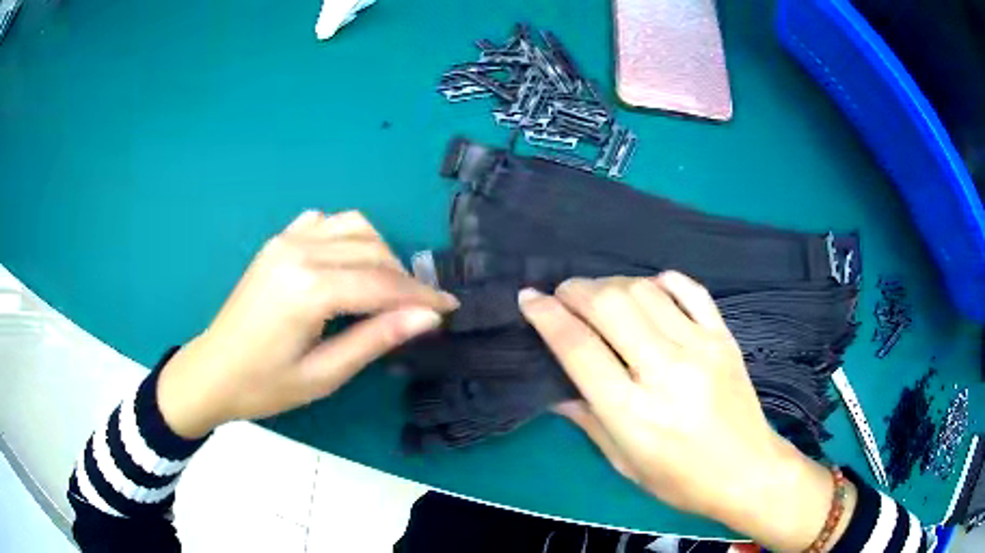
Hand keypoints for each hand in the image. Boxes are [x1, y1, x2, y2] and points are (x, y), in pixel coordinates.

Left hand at [157, 210, 457, 438]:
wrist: (213, 371)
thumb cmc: (265, 386)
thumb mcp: (325, 374)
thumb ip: (376, 339)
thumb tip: (427, 317)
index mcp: (308, 289)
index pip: (381, 284)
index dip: (421, 297)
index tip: (450, 309)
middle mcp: (299, 251)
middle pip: (372, 251)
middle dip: (405, 279)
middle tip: (421, 310)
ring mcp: (286, 240)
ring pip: (354, 227)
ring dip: (380, 253)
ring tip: (388, 289)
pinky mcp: (278, 241)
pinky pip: (326, 222)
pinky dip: (349, 237)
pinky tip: (350, 264)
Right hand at [519, 272, 854, 551]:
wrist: (748, 472)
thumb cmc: (681, 481)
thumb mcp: (624, 463)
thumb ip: (588, 420)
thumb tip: (555, 389)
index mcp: (633, 412)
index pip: (578, 348)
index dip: (546, 316)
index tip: (528, 298)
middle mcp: (665, 372)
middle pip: (610, 306)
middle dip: (576, 291)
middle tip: (563, 295)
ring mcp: (700, 348)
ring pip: (645, 291)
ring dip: (613, 284)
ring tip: (600, 295)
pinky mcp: (724, 337)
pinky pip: (690, 290)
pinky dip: (661, 280)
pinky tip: (648, 289)